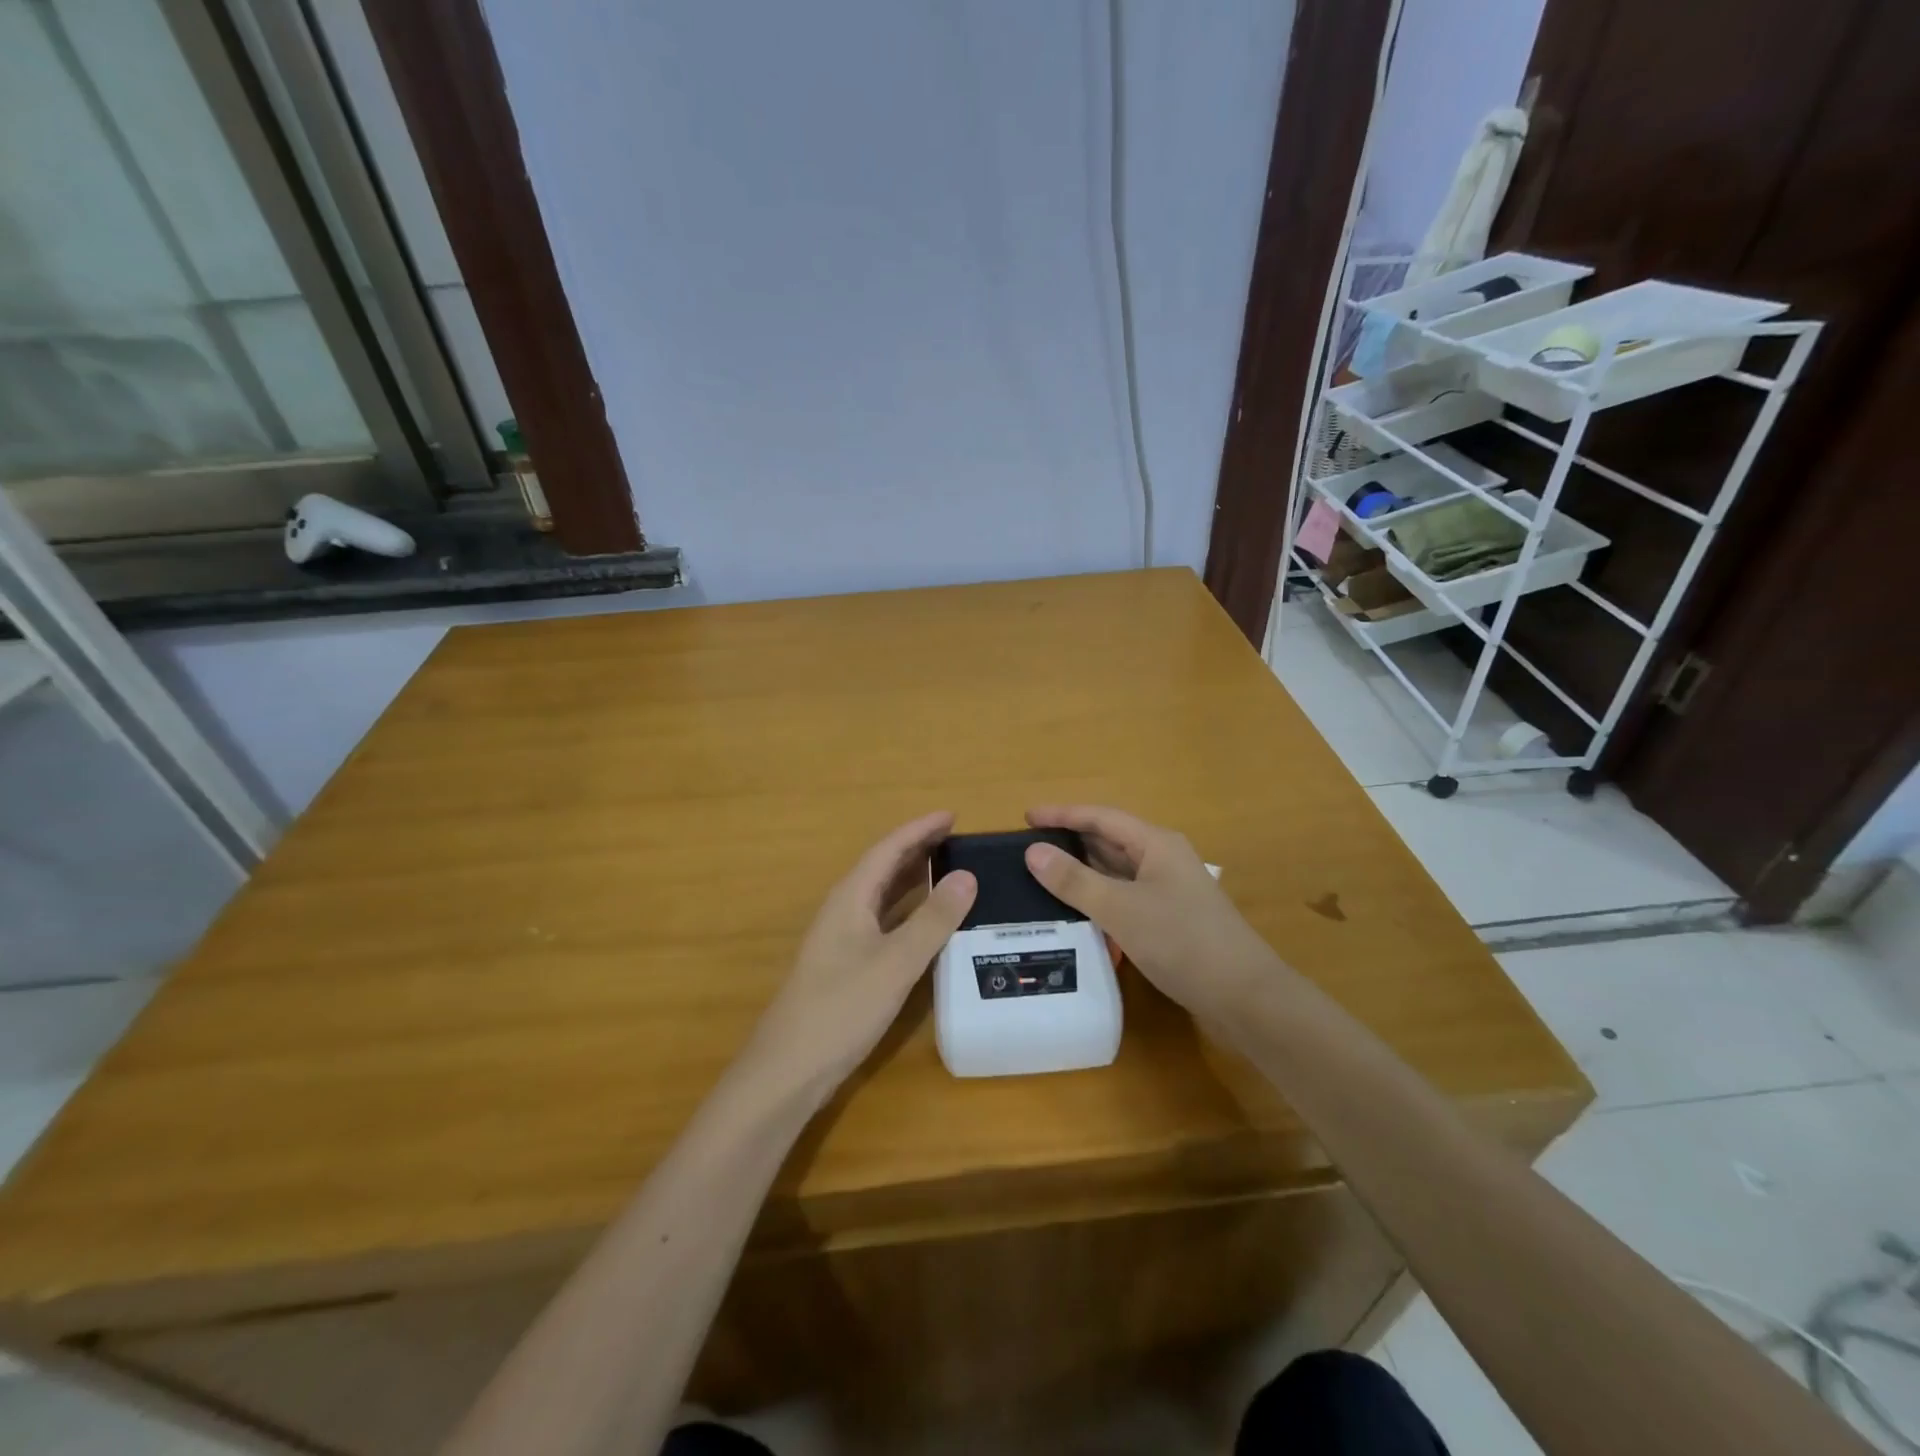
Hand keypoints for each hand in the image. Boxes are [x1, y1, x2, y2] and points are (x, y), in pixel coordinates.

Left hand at [745, 812, 975, 1103]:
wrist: (788, 1070)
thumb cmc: (841, 1008)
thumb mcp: (895, 963)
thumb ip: (932, 920)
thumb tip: (967, 876)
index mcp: (850, 898)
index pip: (888, 849)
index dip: (920, 829)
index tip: (953, 815)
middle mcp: (844, 910)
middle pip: (883, 867)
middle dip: (918, 848)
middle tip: (958, 839)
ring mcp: (843, 939)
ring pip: (883, 895)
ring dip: (914, 878)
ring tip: (950, 870)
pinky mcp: (848, 965)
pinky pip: (884, 921)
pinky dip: (909, 911)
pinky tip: (928, 923)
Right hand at [1023, 805, 1280, 1023]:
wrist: (1244, 997)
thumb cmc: (1182, 941)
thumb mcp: (1121, 908)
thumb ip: (1074, 880)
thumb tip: (1033, 851)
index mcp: (1156, 844)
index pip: (1101, 817)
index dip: (1062, 814)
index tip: (1025, 818)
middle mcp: (1163, 860)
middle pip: (1109, 841)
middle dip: (1069, 842)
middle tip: (1027, 850)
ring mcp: (1168, 891)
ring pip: (1116, 872)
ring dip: (1082, 873)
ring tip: (1040, 878)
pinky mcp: (1169, 920)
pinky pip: (1124, 898)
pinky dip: (1097, 899)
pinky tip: (1075, 913)